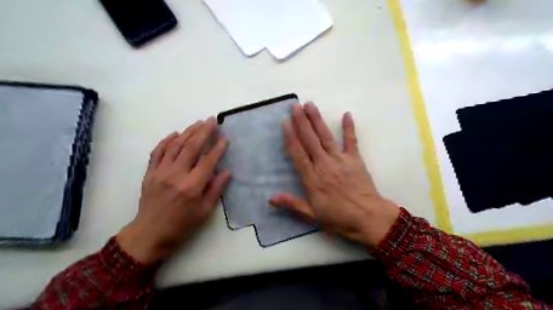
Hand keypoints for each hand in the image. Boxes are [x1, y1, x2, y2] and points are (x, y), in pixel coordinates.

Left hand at [117, 118, 228, 263]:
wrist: (150, 233)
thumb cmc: (182, 225)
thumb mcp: (205, 211)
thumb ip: (216, 189)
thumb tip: (226, 171)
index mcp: (192, 187)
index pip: (208, 161)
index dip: (218, 148)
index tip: (225, 138)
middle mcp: (176, 175)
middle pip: (191, 147)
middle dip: (203, 132)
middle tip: (212, 120)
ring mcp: (160, 172)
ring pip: (175, 146)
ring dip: (188, 132)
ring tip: (198, 123)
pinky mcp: (150, 173)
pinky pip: (157, 152)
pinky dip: (166, 141)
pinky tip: (176, 133)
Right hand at [271, 104, 399, 246]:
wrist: (368, 218)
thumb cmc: (338, 218)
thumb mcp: (312, 215)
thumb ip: (292, 204)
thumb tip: (271, 198)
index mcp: (312, 178)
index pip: (297, 153)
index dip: (290, 137)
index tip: (285, 122)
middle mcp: (324, 165)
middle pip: (310, 140)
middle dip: (301, 122)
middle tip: (295, 106)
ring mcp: (340, 160)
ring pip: (325, 137)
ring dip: (317, 120)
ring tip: (310, 105)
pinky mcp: (355, 160)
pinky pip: (351, 141)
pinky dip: (349, 128)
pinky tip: (347, 114)